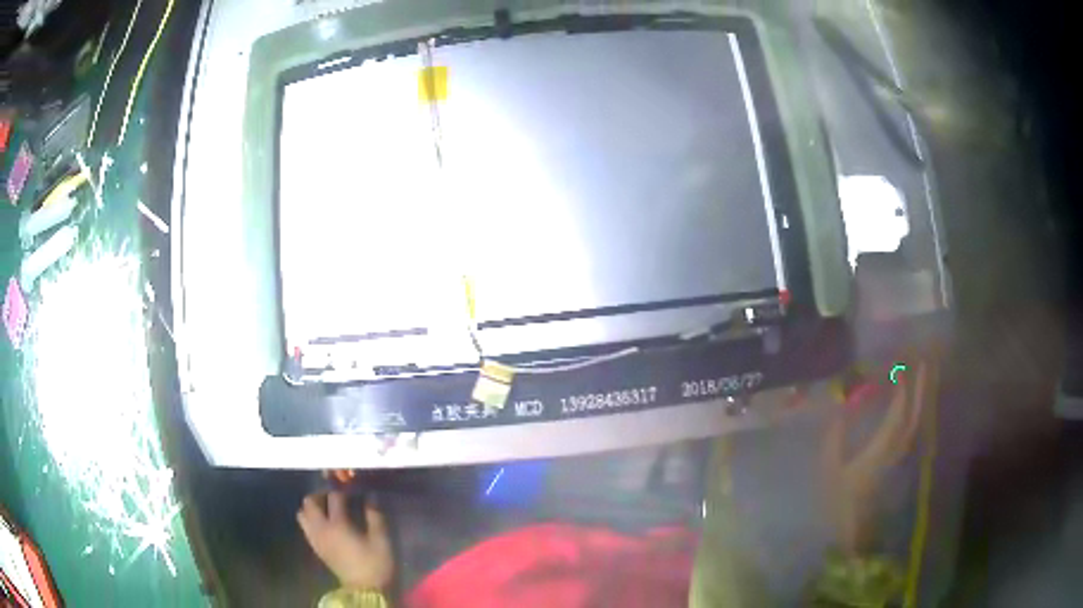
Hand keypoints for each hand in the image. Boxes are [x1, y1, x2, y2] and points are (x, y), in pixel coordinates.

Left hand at [297, 491, 393, 589]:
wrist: (365, 589)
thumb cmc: (375, 564)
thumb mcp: (381, 540)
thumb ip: (375, 516)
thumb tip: (371, 497)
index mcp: (338, 524)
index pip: (334, 497)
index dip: (342, 490)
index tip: (351, 490)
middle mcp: (322, 528)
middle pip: (309, 502)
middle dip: (320, 495)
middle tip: (334, 497)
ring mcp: (316, 538)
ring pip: (302, 514)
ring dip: (312, 508)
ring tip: (327, 510)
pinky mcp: (316, 547)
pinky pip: (305, 527)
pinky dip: (311, 520)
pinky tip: (325, 524)